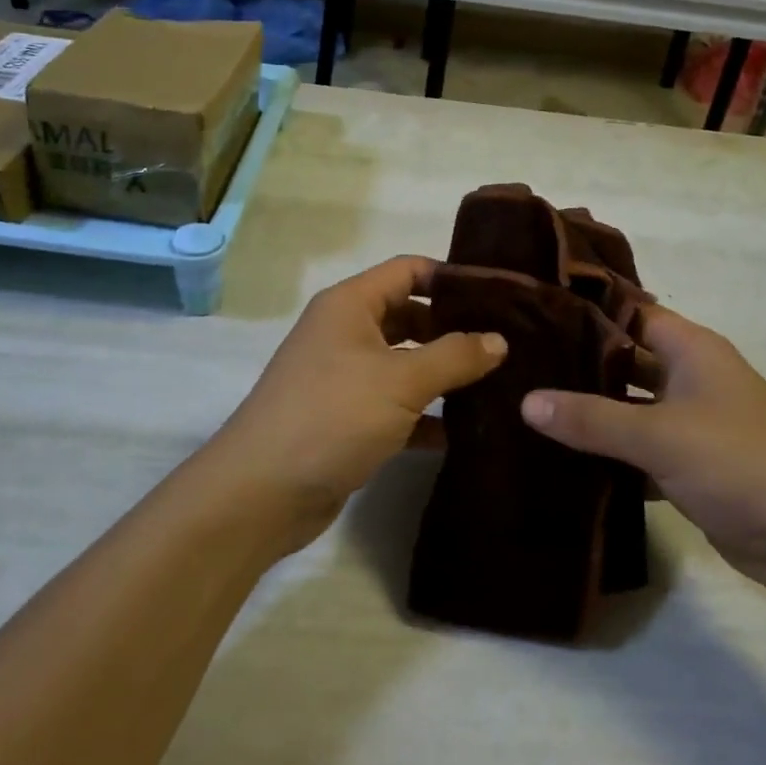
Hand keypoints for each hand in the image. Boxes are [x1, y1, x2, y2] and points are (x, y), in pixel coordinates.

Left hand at [205, 257, 506, 553]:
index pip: (408, 270)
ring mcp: (344, 377)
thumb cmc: (331, 416)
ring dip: (443, 374)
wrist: (260, 494)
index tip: (498, 296)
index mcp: (350, 305)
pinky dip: (425, 416)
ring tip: (496, 383)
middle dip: (453, 329)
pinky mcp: (347, 419)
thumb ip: (454, 357)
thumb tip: (499, 340)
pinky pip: (395, 406)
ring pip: (404, 363)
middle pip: (409, 315)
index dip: (451, 277)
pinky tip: (462, 431)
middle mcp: (345, 332)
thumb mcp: (400, 381)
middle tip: (505, 344)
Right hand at [520, 305, 765, 596]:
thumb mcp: (662, 436)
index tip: (530, 311)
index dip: (584, 309)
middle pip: (624, 358)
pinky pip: (638, 449)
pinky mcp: (690, 465)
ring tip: (527, 407)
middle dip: (578, 363)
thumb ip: (592, 418)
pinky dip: (608, 453)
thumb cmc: (742, 463)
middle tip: (517, 363)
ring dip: (590, 412)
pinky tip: (562, 459)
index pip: (629, 311)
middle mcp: (690, 376)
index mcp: (691, 349)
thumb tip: (525, 400)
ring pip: (629, 406)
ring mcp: (691, 422)